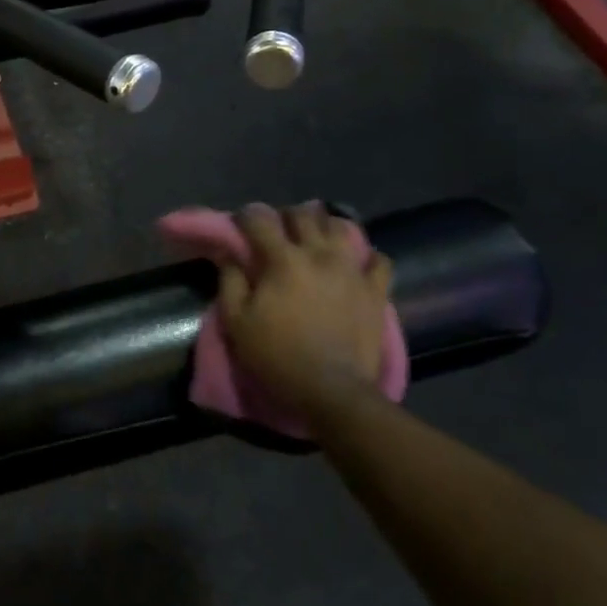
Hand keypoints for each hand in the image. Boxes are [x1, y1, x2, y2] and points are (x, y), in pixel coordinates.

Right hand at [217, 203, 393, 426]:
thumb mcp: (236, 322)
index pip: (260, 220)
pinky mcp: (376, 290)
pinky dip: (365, 256)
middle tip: (277, 231)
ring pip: (341, 227)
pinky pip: (378, 260)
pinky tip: (354, 264)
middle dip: (286, 216)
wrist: (331, 390)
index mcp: (282, 259)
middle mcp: (319, 254)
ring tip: (315, 239)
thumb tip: (228, 254)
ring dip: (324, 226)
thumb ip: (230, 280)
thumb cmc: (276, 356)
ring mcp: (352, 270)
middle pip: (304, 215)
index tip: (240, 223)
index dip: (246, 216)